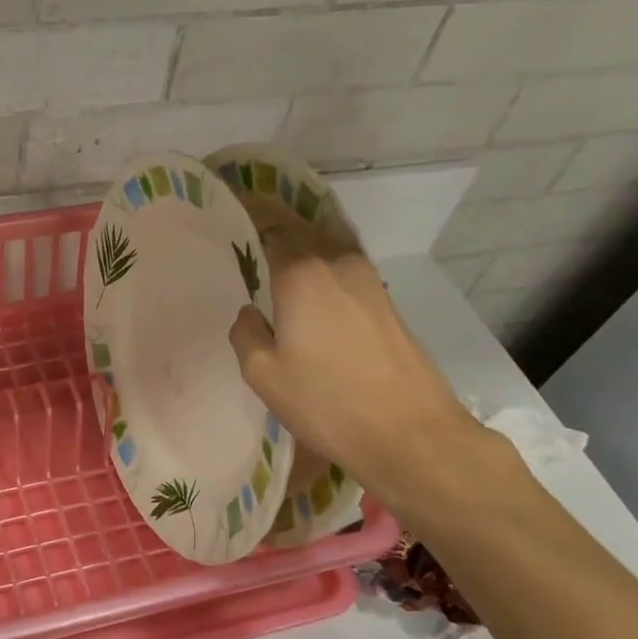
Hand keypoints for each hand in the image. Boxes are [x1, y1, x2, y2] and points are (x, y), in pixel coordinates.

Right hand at [227, 201, 482, 504]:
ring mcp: (369, 281)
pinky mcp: (386, 303)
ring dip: (301, 240)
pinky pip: (344, 267)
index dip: (248, 211)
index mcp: (302, 274)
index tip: (227, 204)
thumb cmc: (327, 403)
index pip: (270, 224)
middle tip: (246, 222)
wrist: (411, 434)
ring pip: (327, 245)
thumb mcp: (263, 374)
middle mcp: (338, 264)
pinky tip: (309, 281)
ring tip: (274, 249)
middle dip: (274, 219)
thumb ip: (246, 334)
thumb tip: (251, 313)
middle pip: (302, 227)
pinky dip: (322, 262)